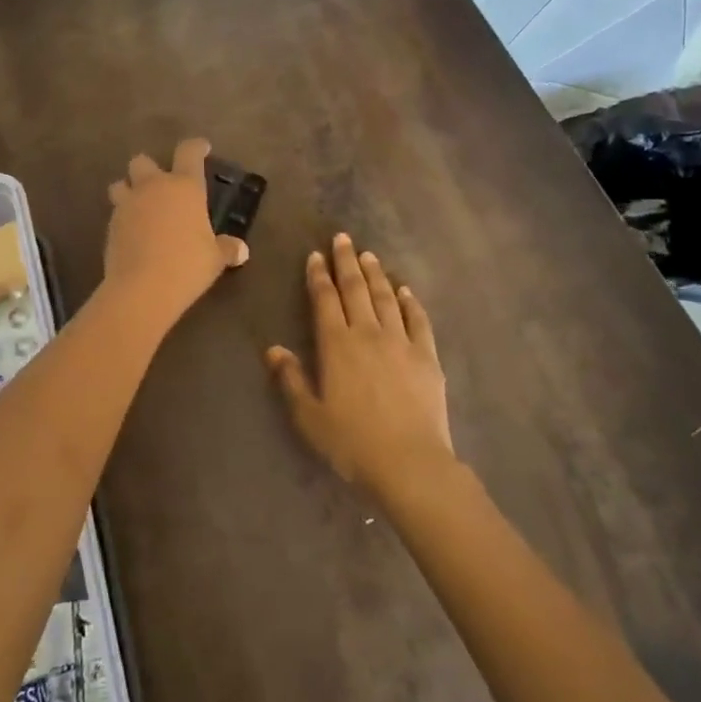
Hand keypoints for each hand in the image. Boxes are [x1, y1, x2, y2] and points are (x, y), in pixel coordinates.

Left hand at [104, 138, 248, 326]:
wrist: (142, 288)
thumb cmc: (187, 265)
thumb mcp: (215, 259)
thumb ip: (227, 249)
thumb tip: (241, 250)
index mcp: (185, 187)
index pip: (189, 152)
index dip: (196, 146)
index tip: (202, 148)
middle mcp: (154, 187)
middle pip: (142, 161)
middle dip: (149, 168)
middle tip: (160, 184)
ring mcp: (128, 204)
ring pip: (120, 184)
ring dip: (128, 190)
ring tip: (139, 206)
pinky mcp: (110, 225)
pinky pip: (116, 213)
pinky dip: (123, 218)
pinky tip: (133, 234)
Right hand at [267, 234, 456, 502]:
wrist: (409, 463)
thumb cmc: (352, 443)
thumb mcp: (310, 417)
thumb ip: (291, 379)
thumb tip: (273, 349)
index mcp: (336, 345)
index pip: (325, 299)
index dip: (318, 275)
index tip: (316, 255)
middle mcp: (368, 333)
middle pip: (355, 288)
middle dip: (347, 261)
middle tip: (343, 238)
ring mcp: (401, 341)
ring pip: (386, 298)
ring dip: (376, 274)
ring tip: (369, 255)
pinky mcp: (427, 356)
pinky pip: (418, 320)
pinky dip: (410, 302)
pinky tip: (405, 291)